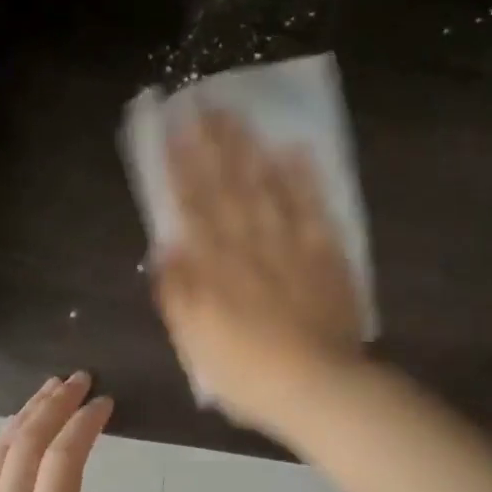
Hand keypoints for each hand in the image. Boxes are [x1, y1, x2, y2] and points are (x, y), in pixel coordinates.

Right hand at [152, 111, 365, 432]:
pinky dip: (304, 179)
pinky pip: (314, 209)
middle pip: (227, 188)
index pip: (193, 208)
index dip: (180, 168)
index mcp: (215, 268)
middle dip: (211, 145)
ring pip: (266, 189)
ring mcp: (290, 246)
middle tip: (201, 103)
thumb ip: (177, 296)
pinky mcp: (326, 255)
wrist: (317, 388)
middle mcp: (249, 247)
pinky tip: (295, 148)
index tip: (171, 131)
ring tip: (237, 114)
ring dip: (250, 150)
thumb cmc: (248, 373)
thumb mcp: (196, 343)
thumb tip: (164, 249)